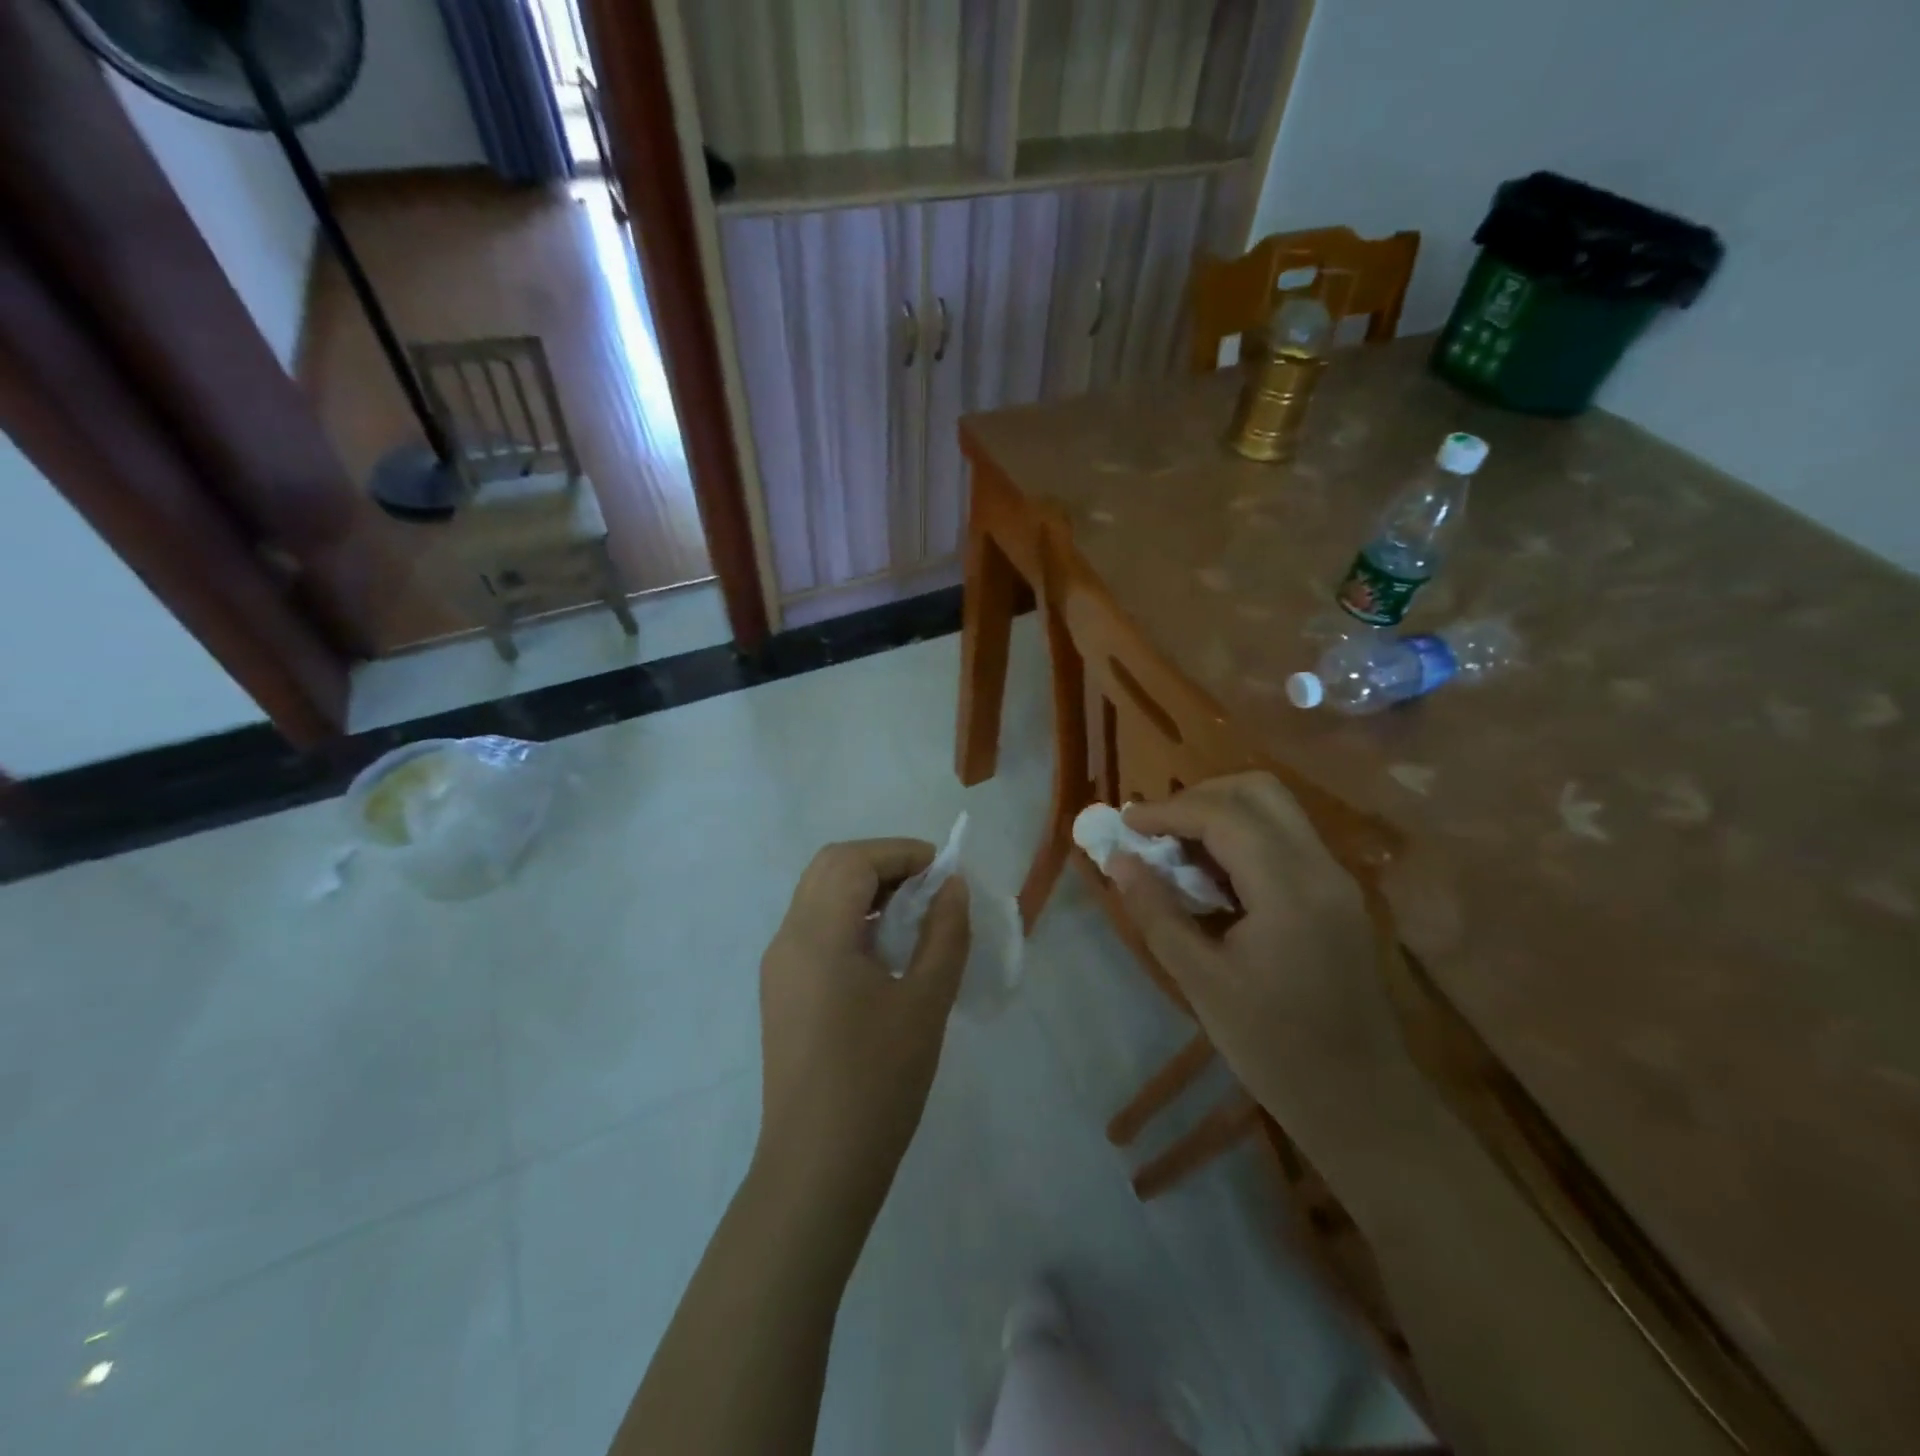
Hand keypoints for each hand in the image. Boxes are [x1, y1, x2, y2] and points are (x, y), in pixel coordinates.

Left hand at [756, 839, 969, 1220]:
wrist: (817, 1167)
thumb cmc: (877, 1082)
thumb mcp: (925, 1002)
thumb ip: (944, 934)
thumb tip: (952, 886)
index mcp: (816, 936)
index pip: (853, 860)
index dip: (901, 853)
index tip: (944, 873)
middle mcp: (787, 939)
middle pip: (829, 868)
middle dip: (882, 863)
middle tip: (928, 888)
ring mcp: (779, 966)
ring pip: (819, 896)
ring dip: (865, 889)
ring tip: (913, 916)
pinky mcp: (782, 991)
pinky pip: (815, 928)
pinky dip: (851, 918)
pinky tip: (884, 951)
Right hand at [1111, 773, 1423, 1149]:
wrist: (1362, 1102)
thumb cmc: (1275, 1049)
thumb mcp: (1202, 982)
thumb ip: (1157, 913)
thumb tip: (1118, 860)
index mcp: (1290, 890)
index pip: (1225, 816)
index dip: (1169, 811)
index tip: (1126, 823)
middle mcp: (1321, 869)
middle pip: (1259, 792)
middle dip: (1199, 797)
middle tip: (1156, 830)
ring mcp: (1336, 880)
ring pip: (1276, 810)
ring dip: (1221, 814)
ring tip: (1177, 850)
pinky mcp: (1337, 895)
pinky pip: (1286, 839)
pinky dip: (1243, 837)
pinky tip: (1213, 876)